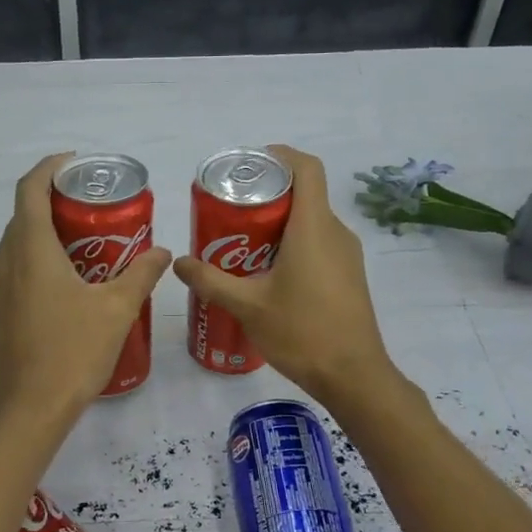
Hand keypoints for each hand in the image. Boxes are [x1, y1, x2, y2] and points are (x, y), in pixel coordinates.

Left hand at [0, 153, 170, 423]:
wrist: (27, 410)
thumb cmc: (71, 352)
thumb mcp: (117, 309)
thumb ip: (141, 274)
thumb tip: (162, 252)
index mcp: (30, 248)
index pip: (31, 188)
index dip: (51, 168)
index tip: (79, 165)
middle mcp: (6, 259)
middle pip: (26, 212)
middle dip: (59, 200)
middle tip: (99, 204)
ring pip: (22, 240)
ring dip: (51, 230)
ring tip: (93, 238)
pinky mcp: (0, 308)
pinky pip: (19, 265)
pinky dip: (43, 256)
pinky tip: (76, 278)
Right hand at [171, 145, 393, 402]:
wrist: (353, 376)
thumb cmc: (301, 332)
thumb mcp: (247, 306)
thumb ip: (210, 281)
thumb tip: (178, 262)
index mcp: (313, 227)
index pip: (306, 168)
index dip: (280, 156)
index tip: (250, 163)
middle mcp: (335, 232)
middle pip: (304, 194)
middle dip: (267, 195)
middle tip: (231, 210)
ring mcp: (347, 254)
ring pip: (311, 221)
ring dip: (279, 222)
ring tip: (242, 242)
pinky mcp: (349, 275)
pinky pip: (319, 242)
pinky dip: (293, 243)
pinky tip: (267, 272)